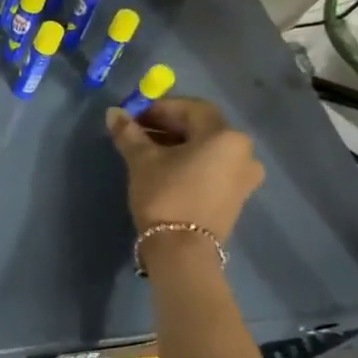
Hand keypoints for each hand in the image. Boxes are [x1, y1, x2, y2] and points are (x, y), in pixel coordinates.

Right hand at [106, 97, 263, 244]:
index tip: (133, 116)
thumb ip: (129, 132)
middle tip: (137, 131)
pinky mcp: (236, 196)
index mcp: (225, 136)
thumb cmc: (165, 195)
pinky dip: (190, 161)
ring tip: (146, 151)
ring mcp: (244, 176)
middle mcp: (243, 152)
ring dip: (177, 143)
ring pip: (206, 148)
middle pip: (201, 128)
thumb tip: (113, 112)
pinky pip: (212, 167)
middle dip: (167, 125)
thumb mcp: (142, 160)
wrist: (183, 250)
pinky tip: (165, 169)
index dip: (159, 108)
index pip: (191, 108)